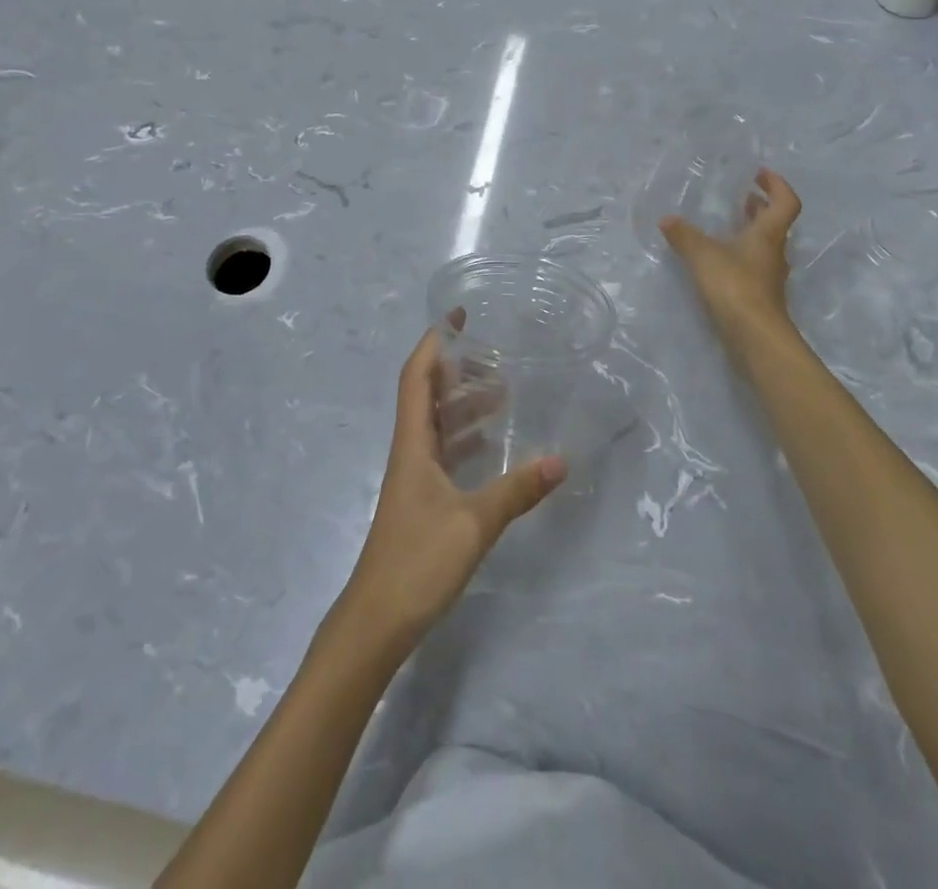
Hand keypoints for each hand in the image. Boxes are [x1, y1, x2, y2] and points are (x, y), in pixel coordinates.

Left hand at [337, 329, 565, 650]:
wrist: (376, 620)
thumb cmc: (417, 561)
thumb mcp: (474, 523)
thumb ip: (517, 490)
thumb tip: (561, 460)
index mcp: (413, 444)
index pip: (417, 377)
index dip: (434, 342)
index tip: (459, 316)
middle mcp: (410, 452)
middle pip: (428, 395)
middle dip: (456, 369)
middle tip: (494, 355)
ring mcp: (414, 478)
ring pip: (437, 425)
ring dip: (464, 404)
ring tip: (502, 392)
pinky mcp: (421, 501)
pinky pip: (444, 454)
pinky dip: (466, 439)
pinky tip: (491, 444)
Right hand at [660, 166, 802, 343]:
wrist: (754, 335)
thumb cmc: (734, 285)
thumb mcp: (703, 255)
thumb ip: (684, 236)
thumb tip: (667, 219)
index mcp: (768, 234)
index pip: (785, 202)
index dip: (777, 185)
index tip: (760, 173)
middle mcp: (774, 251)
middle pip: (776, 223)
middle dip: (761, 206)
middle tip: (744, 196)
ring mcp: (769, 276)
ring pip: (765, 245)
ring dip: (751, 231)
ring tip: (729, 224)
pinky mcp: (760, 295)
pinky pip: (754, 264)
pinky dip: (741, 254)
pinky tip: (721, 259)